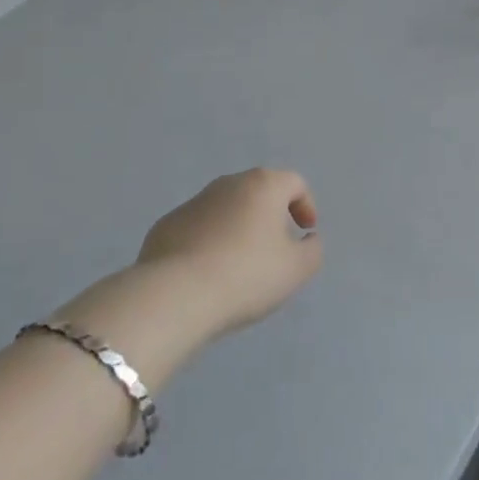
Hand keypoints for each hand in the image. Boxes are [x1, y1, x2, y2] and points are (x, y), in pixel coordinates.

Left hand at [134, 168, 322, 337]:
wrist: (175, 296)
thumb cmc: (246, 275)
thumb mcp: (296, 269)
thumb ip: (312, 250)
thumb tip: (307, 239)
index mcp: (264, 185)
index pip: (294, 183)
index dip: (306, 205)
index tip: (304, 233)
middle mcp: (228, 184)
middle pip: (259, 192)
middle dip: (270, 215)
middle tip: (274, 249)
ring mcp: (193, 203)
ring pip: (226, 209)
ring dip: (237, 228)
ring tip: (238, 266)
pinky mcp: (166, 225)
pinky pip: (197, 229)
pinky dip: (208, 243)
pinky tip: (206, 274)